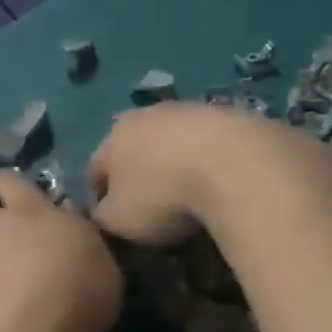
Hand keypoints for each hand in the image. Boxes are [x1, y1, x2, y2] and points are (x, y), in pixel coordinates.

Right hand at [88, 103, 331, 246]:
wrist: (235, 165)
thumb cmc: (164, 196)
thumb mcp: (120, 221)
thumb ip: (103, 217)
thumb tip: (104, 213)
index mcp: (114, 137)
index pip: (95, 169)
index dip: (101, 197)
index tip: (114, 221)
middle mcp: (147, 114)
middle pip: (135, 148)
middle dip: (139, 175)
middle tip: (153, 207)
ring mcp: (191, 110)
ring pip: (174, 142)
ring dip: (176, 164)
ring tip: (190, 195)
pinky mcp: (230, 115)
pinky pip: (210, 144)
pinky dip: (210, 161)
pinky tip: (221, 182)